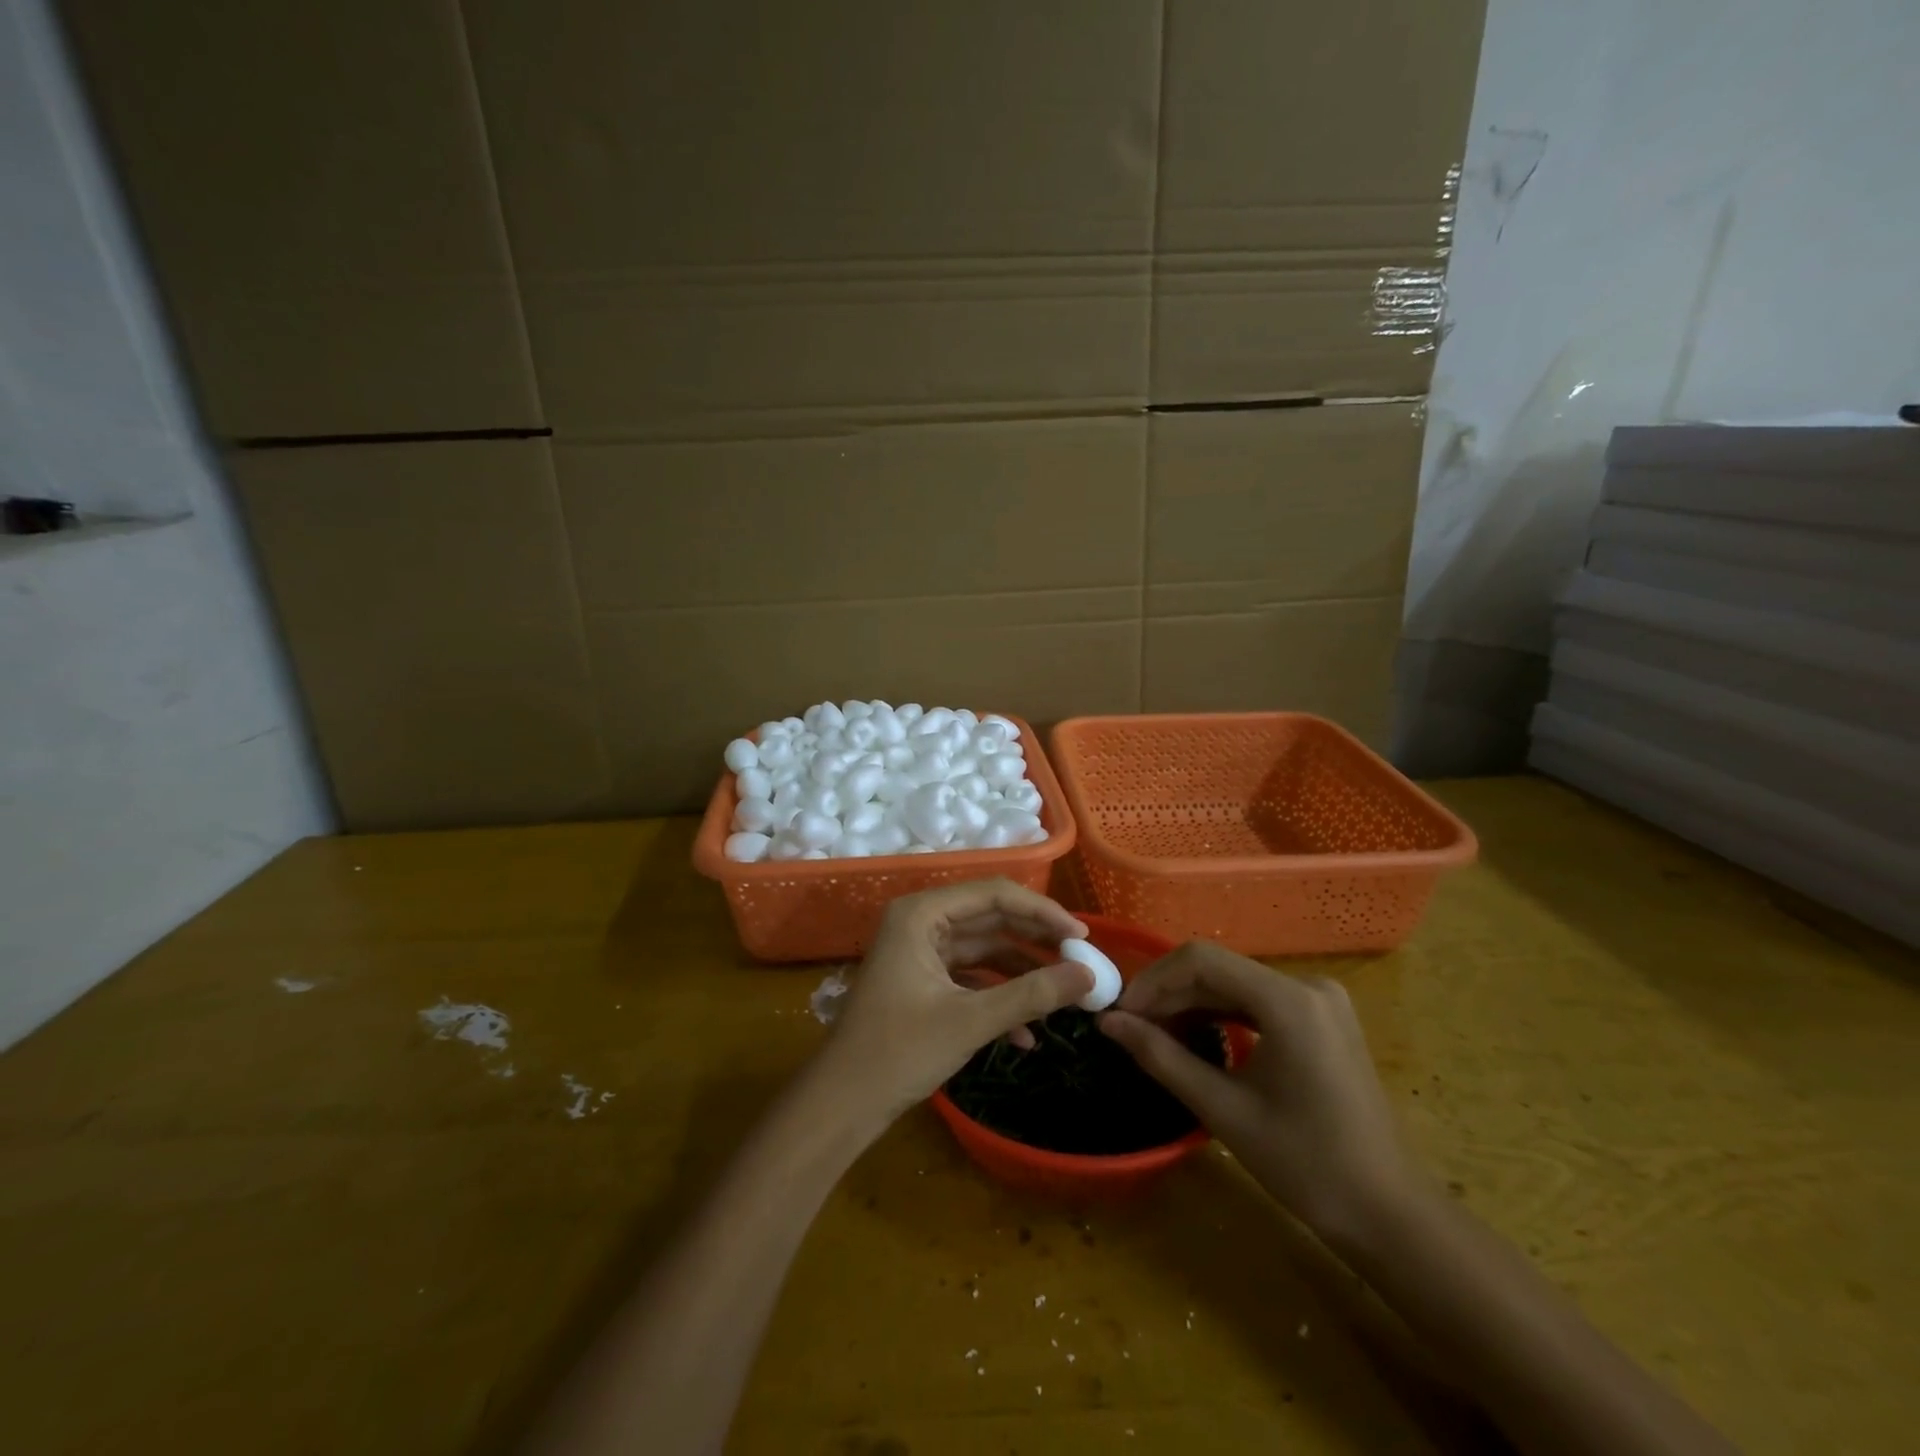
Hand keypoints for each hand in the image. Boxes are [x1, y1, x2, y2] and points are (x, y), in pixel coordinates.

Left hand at [816, 879, 1093, 1127]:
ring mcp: (921, 953)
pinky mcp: (924, 982)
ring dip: (1022, 972)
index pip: (994, 895)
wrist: (842, 1104)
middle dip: (1036, 941)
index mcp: (922, 914)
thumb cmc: (899, 1052)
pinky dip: (998, 998)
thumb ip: (1032, 994)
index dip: (1042, 912)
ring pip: (984, 950)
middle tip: (1081, 959)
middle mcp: (921, 923)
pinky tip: (1027, 1036)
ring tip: (1065, 994)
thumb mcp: (971, 1020)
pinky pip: (971, 978)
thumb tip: (1088, 975)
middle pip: (991, 919)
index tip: (1082, 936)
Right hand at [1100, 941, 1417, 1243]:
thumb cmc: (1305, 1164)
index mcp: (1289, 1000)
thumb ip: (1161, 1056)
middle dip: (1169, 993)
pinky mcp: (1322, 1019)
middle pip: (1219, 969)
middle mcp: (1307, 985)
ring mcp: (1319, 1001)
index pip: (1202, 959)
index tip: (1121, 1012)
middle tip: (1130, 1026)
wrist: (1389, 1214)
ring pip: (1236, 984)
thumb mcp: (1223, 1109)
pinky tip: (1195, 1035)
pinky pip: (1258, 1001)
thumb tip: (1108, 1023)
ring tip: (1154, 1033)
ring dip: (1191, 1003)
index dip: (1153, 980)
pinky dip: (1222, 1013)